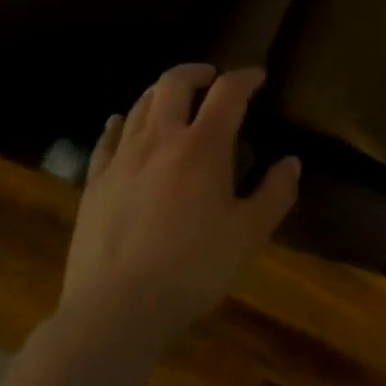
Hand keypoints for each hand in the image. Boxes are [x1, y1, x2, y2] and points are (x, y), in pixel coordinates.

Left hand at [60, 65, 300, 342]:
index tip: (258, 77)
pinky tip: (122, 124)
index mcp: (203, 145)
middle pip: (174, 83)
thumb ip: (276, 193)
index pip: (228, 91)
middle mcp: (161, 139)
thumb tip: (291, 162)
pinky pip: (107, 139)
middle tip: (212, 78)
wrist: (115, 312)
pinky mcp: (95, 183)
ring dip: (162, 93)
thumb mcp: (249, 234)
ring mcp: (122, 159)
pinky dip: (121, 123)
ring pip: (140, 105)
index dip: (245, 77)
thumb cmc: (192, 269)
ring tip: (174, 99)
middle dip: (197, 72)